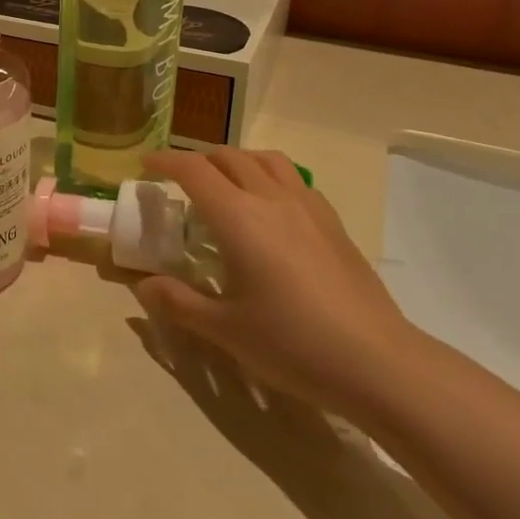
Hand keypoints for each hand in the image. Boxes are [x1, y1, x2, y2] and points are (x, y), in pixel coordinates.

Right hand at [134, 149, 422, 418]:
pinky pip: (293, 178)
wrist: (376, 361)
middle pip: (228, 157)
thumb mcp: (224, 330)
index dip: (165, 161)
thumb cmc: (292, 344)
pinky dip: (268, 176)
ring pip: (265, 160)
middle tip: (179, 181)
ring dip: (236, 160)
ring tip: (224, 183)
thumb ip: (178, 302)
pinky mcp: (332, 221)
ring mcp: (308, 206)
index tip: (145, 165)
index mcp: (239, 217)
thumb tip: (143, 286)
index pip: (194, 171)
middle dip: (197, 160)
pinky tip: (269, 208)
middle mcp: (272, 199)